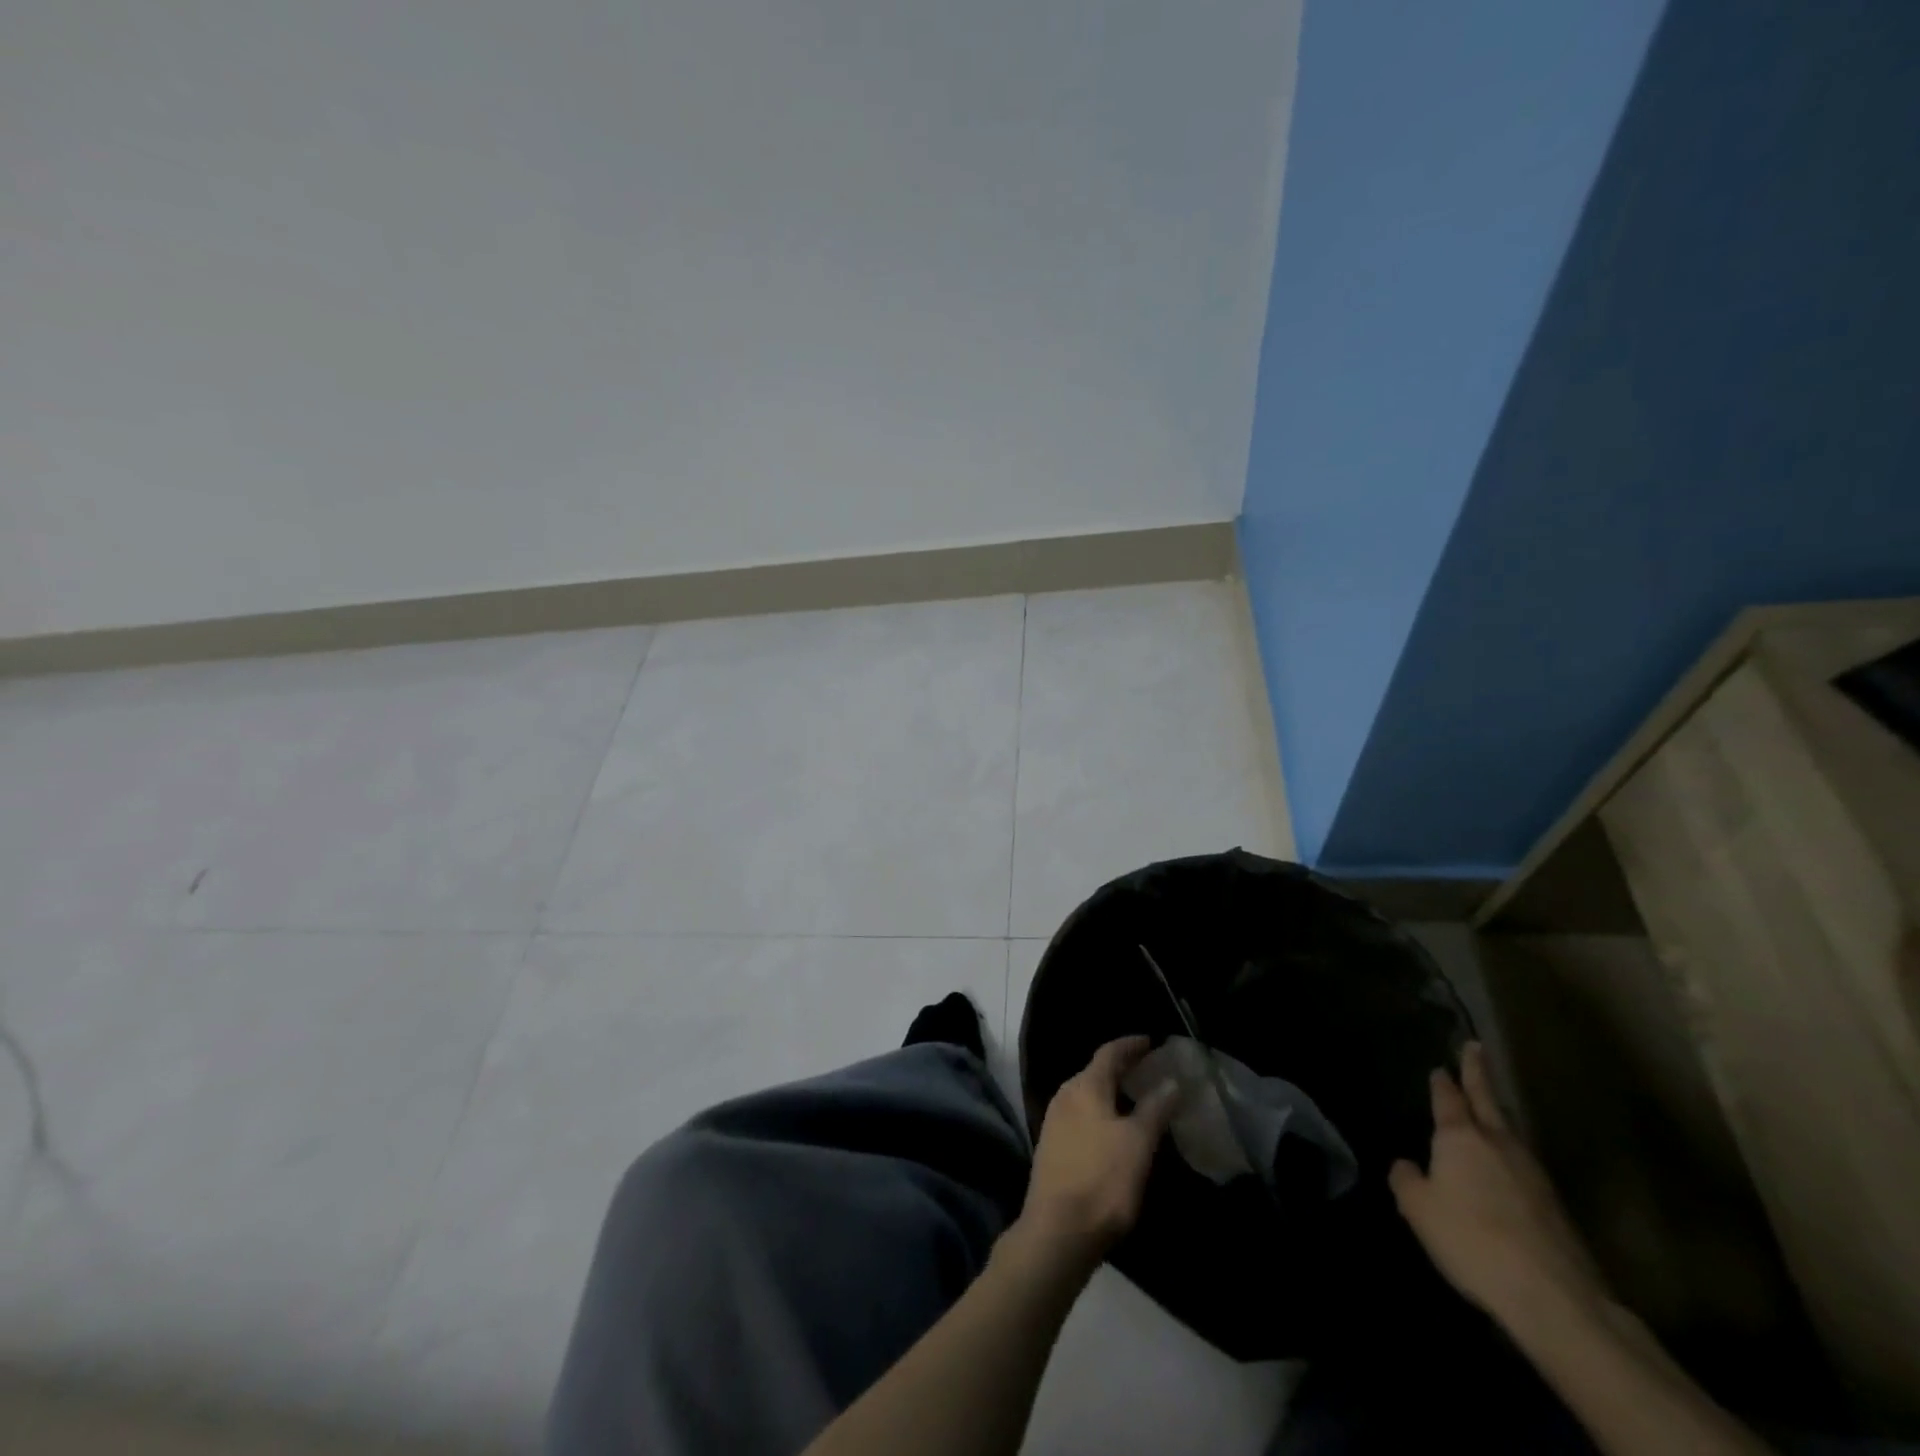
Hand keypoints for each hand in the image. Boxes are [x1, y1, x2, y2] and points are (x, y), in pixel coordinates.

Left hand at [1018, 1036, 1179, 1266]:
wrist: (1057, 1230)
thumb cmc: (1102, 1180)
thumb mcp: (1138, 1143)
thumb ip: (1155, 1109)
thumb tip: (1171, 1081)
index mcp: (1084, 1086)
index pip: (1109, 1052)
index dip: (1131, 1045)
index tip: (1151, 1041)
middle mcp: (1065, 1095)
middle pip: (1096, 1072)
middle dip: (1122, 1068)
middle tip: (1149, 1069)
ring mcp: (1055, 1121)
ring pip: (1088, 1095)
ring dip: (1111, 1092)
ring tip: (1136, 1099)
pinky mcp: (1053, 1147)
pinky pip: (1082, 1116)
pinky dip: (1102, 1113)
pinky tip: (1115, 1130)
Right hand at [1389, 1042, 1603, 1326]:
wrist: (1554, 1296)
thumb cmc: (1472, 1239)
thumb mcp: (1418, 1209)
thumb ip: (1406, 1180)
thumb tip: (1407, 1165)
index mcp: (1460, 1137)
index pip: (1448, 1097)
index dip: (1442, 1081)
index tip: (1440, 1065)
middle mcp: (1498, 1143)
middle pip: (1487, 1100)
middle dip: (1478, 1073)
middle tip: (1476, 1047)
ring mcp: (1532, 1172)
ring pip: (1508, 1130)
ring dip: (1497, 1112)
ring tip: (1488, 1104)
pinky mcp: (1554, 1204)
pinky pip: (1522, 1164)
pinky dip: (1509, 1152)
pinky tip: (1505, 1165)